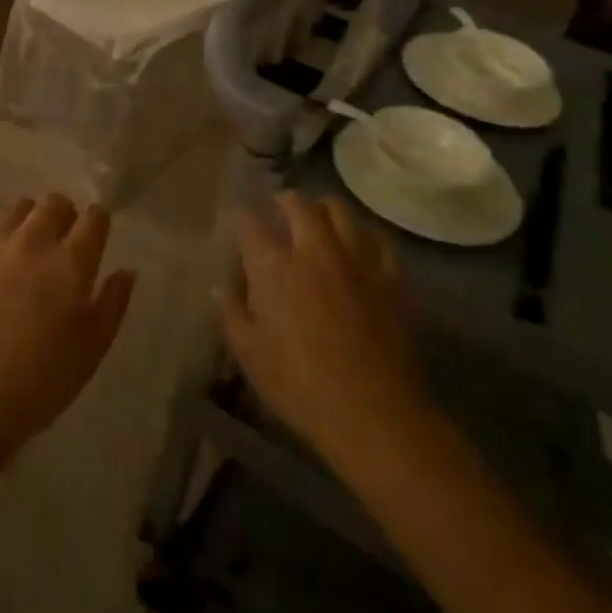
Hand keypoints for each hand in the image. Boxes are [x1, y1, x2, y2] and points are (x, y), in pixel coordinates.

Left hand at [0, 193, 134, 461]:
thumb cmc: (40, 383)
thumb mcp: (92, 350)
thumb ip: (113, 304)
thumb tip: (126, 270)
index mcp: (71, 264)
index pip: (94, 220)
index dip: (98, 220)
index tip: (97, 230)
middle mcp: (34, 242)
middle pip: (55, 204)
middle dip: (64, 213)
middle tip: (63, 235)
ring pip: (16, 207)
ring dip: (29, 213)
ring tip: (28, 230)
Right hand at [220, 193, 437, 477]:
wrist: (372, 412)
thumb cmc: (299, 386)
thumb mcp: (251, 355)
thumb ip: (233, 314)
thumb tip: (221, 288)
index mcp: (273, 267)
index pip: (251, 224)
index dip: (243, 220)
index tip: (241, 225)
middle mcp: (313, 250)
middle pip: (298, 204)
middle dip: (285, 201)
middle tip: (281, 208)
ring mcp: (356, 259)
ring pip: (340, 210)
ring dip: (324, 208)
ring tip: (319, 217)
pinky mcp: (389, 275)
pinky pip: (377, 238)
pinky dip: (363, 234)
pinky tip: (359, 245)